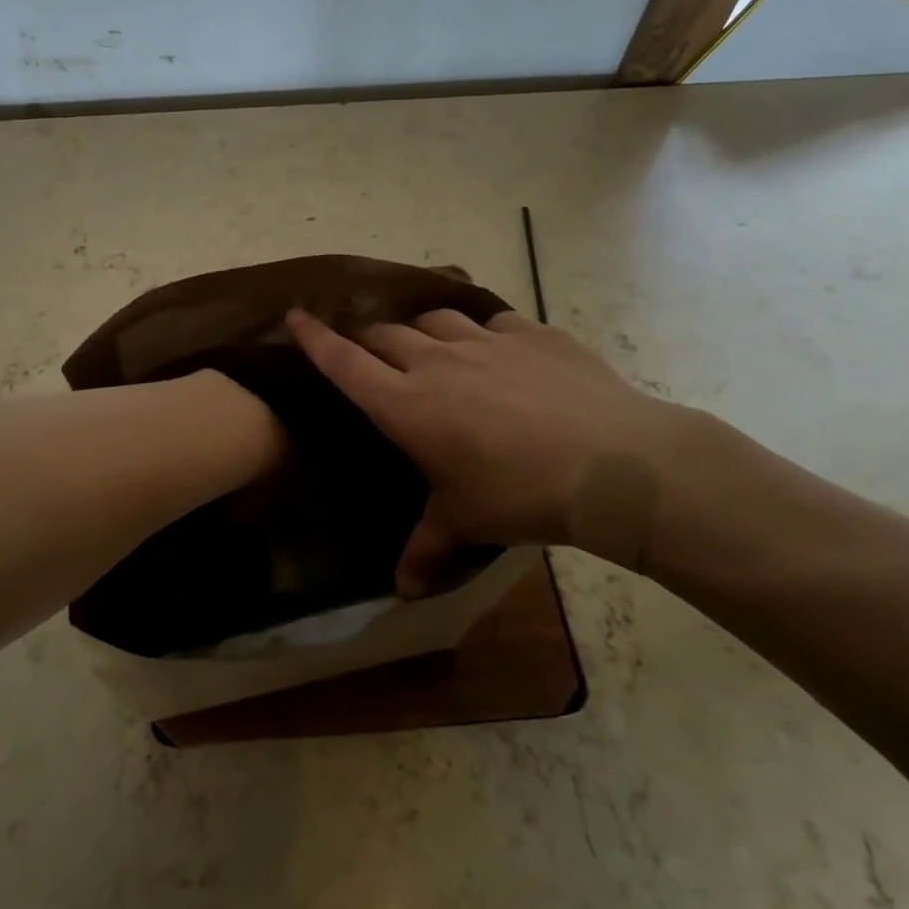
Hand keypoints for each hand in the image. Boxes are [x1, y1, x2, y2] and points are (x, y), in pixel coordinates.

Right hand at [286, 308, 699, 593]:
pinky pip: (493, 320)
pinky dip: (483, 331)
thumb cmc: (521, 495)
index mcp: (407, 405)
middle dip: (368, 339)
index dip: (315, 338)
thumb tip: (403, 593)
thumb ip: (427, 550)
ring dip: (422, 330)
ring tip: (431, 348)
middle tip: (370, 353)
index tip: (294, 315)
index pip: (345, 362)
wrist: (614, 463)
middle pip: (385, 334)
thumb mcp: (466, 523)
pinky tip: (498, 351)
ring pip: (435, 318)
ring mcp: (486, 340)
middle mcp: (437, 362)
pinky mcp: (532, 333)